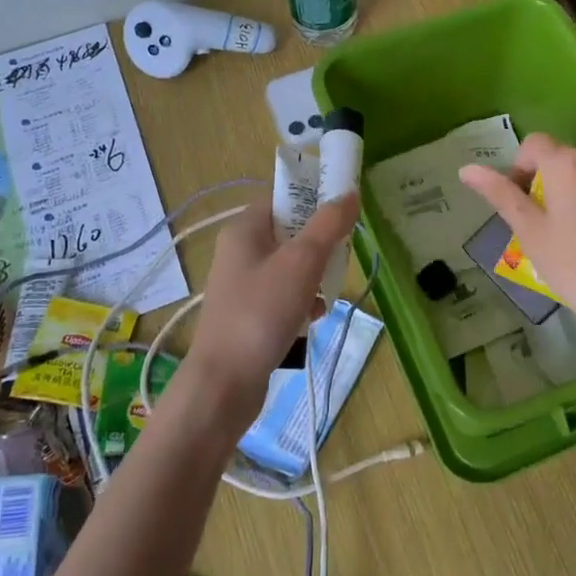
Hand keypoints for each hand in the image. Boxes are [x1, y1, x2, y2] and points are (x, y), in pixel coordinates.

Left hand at [175, 193, 358, 439]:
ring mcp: (243, 285)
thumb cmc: (261, 312)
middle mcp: (240, 252)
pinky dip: (303, 303)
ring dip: (314, 278)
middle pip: (291, 233)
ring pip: (291, 267)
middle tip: (337, 261)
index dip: (314, 201)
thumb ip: (328, 225)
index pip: (283, 199)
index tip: (343, 217)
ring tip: (325, 295)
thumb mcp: (301, 262)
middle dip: (320, 247)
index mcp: (244, 229)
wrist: (225, 383)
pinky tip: (313, 319)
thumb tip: (350, 193)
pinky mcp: (249, 315)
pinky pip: (284, 297)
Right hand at [459, 135, 575, 346]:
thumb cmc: (574, 266)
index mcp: (565, 163)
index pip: (533, 144)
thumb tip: (467, 169)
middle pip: (566, 159)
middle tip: (551, 225)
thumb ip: (500, 194)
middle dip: (553, 182)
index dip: (520, 168)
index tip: (523, 202)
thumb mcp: (529, 232)